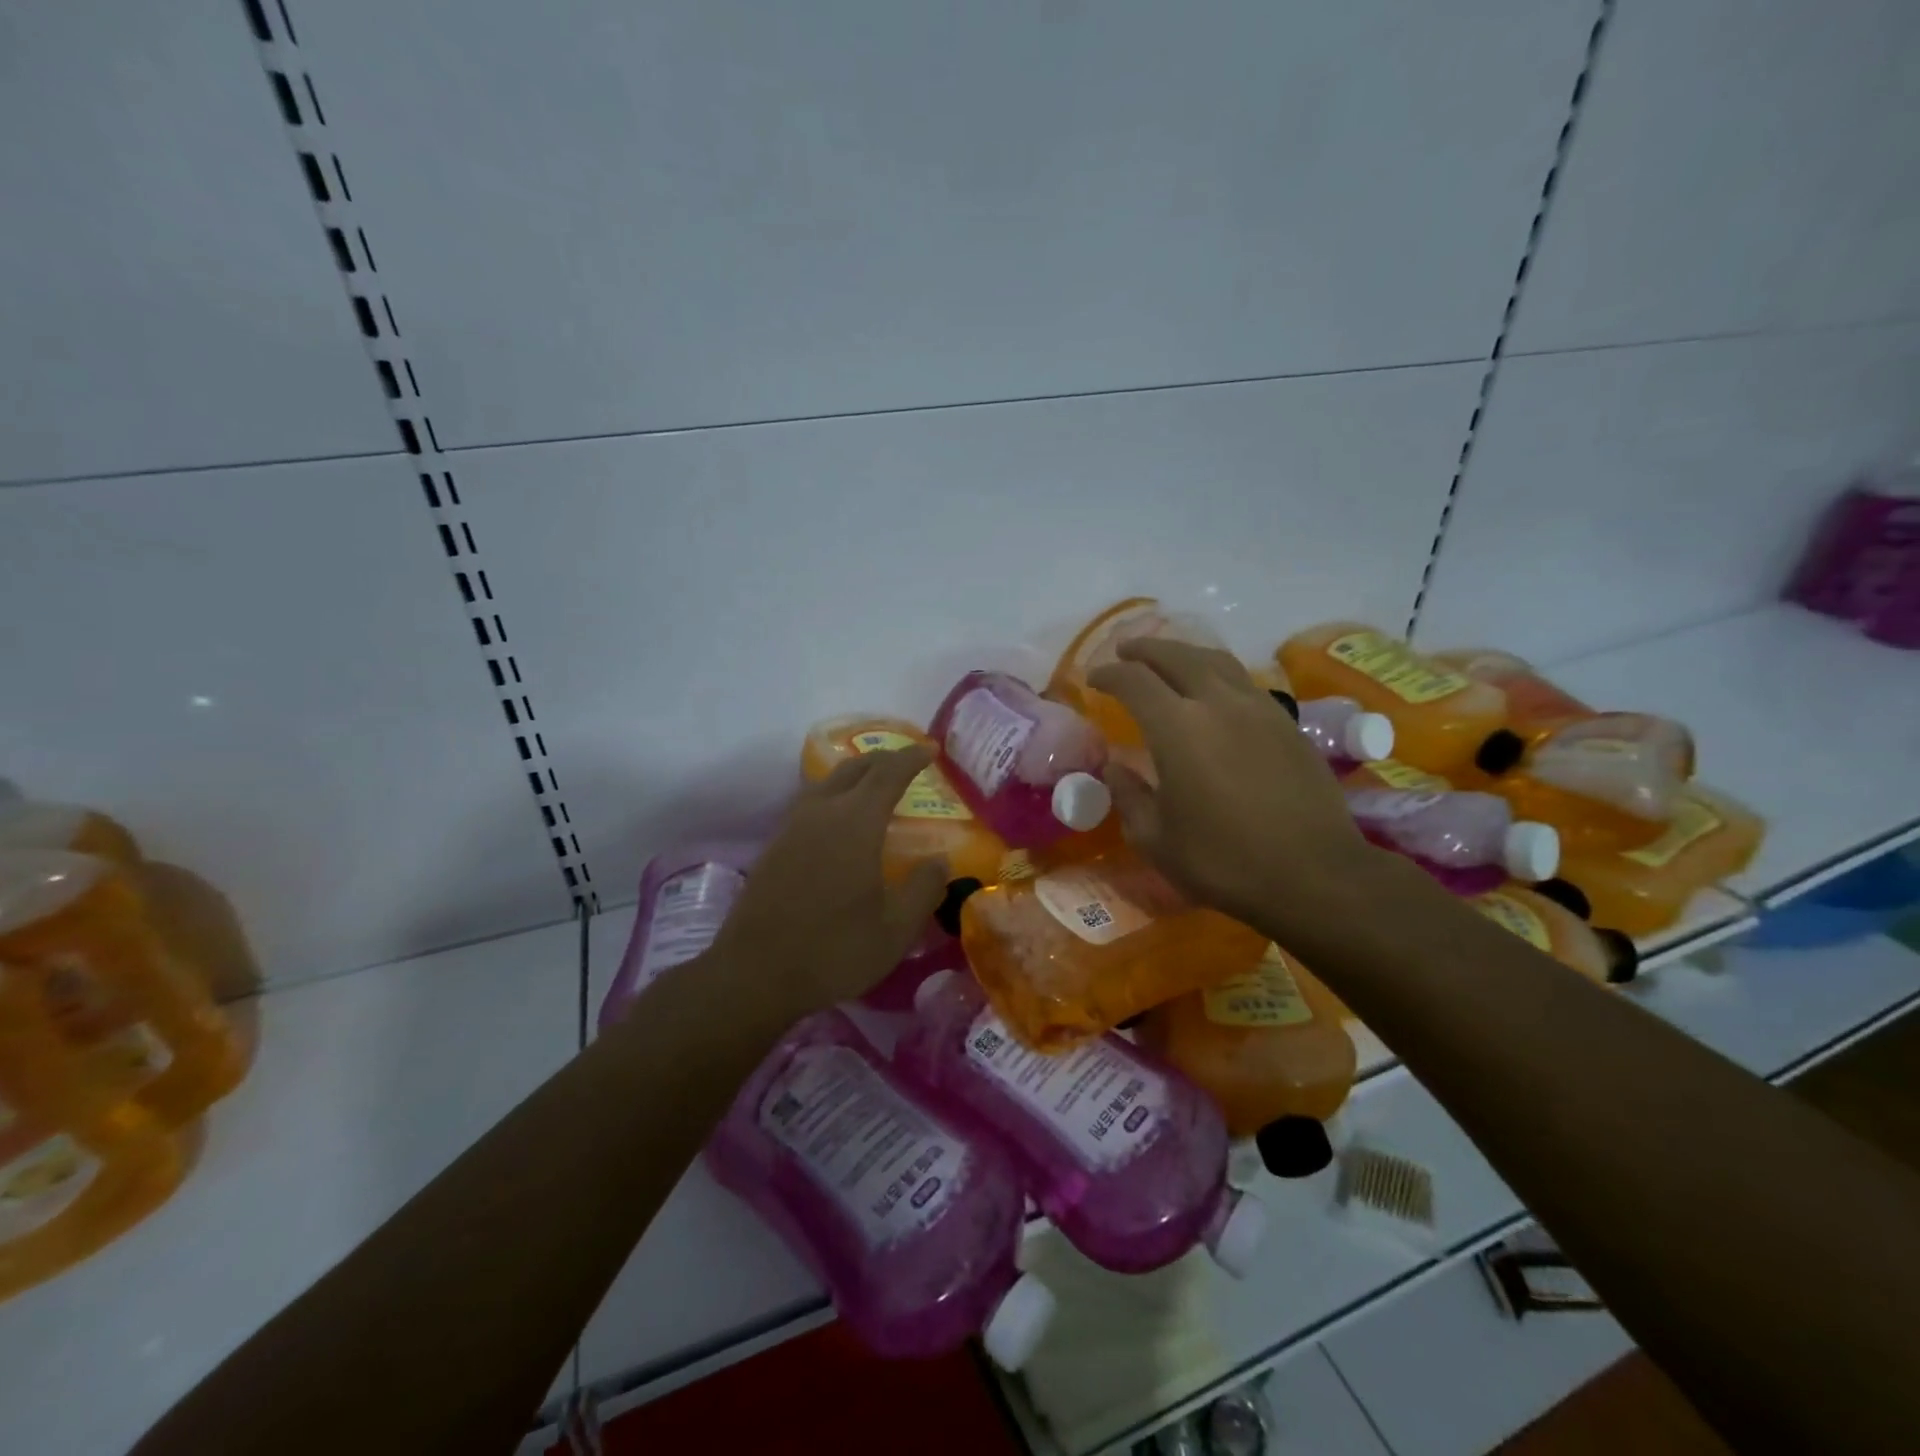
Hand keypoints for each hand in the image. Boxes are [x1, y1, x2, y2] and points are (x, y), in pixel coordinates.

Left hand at [706, 747, 950, 1023]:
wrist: (754, 974)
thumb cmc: (833, 950)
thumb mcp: (894, 930)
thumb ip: (923, 890)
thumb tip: (940, 860)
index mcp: (855, 823)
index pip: (888, 774)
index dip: (912, 758)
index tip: (931, 750)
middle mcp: (822, 813)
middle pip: (855, 768)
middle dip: (884, 759)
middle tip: (907, 761)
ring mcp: (792, 827)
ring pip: (827, 781)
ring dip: (855, 773)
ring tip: (874, 782)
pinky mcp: (775, 846)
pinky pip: (810, 801)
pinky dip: (833, 793)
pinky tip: (838, 817)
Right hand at [1089, 639, 1370, 933]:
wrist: (1314, 874)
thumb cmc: (1224, 861)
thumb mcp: (1156, 840)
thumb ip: (1129, 796)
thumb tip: (1115, 767)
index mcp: (1178, 728)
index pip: (1135, 681)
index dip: (1109, 673)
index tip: (1094, 678)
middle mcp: (1219, 703)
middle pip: (1177, 656)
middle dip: (1145, 650)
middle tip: (1126, 652)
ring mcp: (1259, 709)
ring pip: (1216, 661)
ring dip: (1184, 654)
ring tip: (1168, 662)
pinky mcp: (1288, 723)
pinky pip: (1244, 681)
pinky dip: (1217, 675)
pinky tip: (1213, 694)